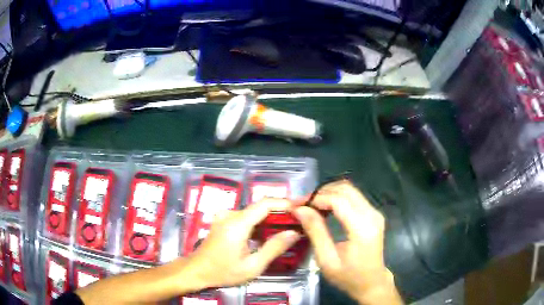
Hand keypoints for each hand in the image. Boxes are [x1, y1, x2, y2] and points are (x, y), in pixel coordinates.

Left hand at [185, 198, 301, 289]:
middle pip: (261, 207)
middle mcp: (231, 214)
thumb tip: (294, 233)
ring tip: (288, 228)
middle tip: (299, 221)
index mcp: (237, 223)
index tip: (301, 208)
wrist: (197, 271)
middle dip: (281, 212)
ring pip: (254, 212)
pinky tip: (269, 233)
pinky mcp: (224, 221)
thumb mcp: (253, 266)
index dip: (285, 203)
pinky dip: (260, 223)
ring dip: (271, 218)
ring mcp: (225, 216)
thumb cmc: (224, 271)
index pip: (265, 204)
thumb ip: (274, 248)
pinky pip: (247, 217)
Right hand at [292, 180, 402, 304]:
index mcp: (363, 228)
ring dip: (328, 193)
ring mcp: (374, 212)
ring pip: (349, 189)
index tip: (297, 205)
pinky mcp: (373, 214)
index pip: (338, 200)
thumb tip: (300, 209)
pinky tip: (324, 208)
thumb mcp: (327, 260)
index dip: (316, 198)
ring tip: (310, 206)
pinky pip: (353, 197)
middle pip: (345, 189)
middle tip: (303, 204)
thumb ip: (316, 232)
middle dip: (321, 192)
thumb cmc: (349, 276)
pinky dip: (336, 197)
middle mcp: (372, 215)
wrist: (372, 283)